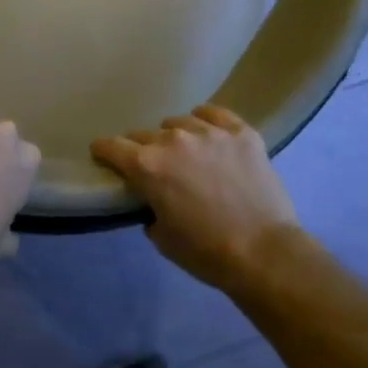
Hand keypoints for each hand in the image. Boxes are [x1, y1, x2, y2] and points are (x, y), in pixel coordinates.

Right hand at [91, 105, 302, 292]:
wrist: (264, 252)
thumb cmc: (205, 252)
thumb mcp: (161, 236)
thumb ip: (150, 208)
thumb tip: (155, 200)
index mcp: (147, 166)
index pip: (111, 146)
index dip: (103, 151)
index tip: (102, 156)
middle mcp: (174, 140)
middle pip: (144, 134)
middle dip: (140, 149)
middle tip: (150, 167)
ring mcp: (211, 133)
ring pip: (179, 122)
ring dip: (174, 137)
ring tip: (184, 152)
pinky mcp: (242, 134)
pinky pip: (215, 114)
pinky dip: (206, 121)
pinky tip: (208, 131)